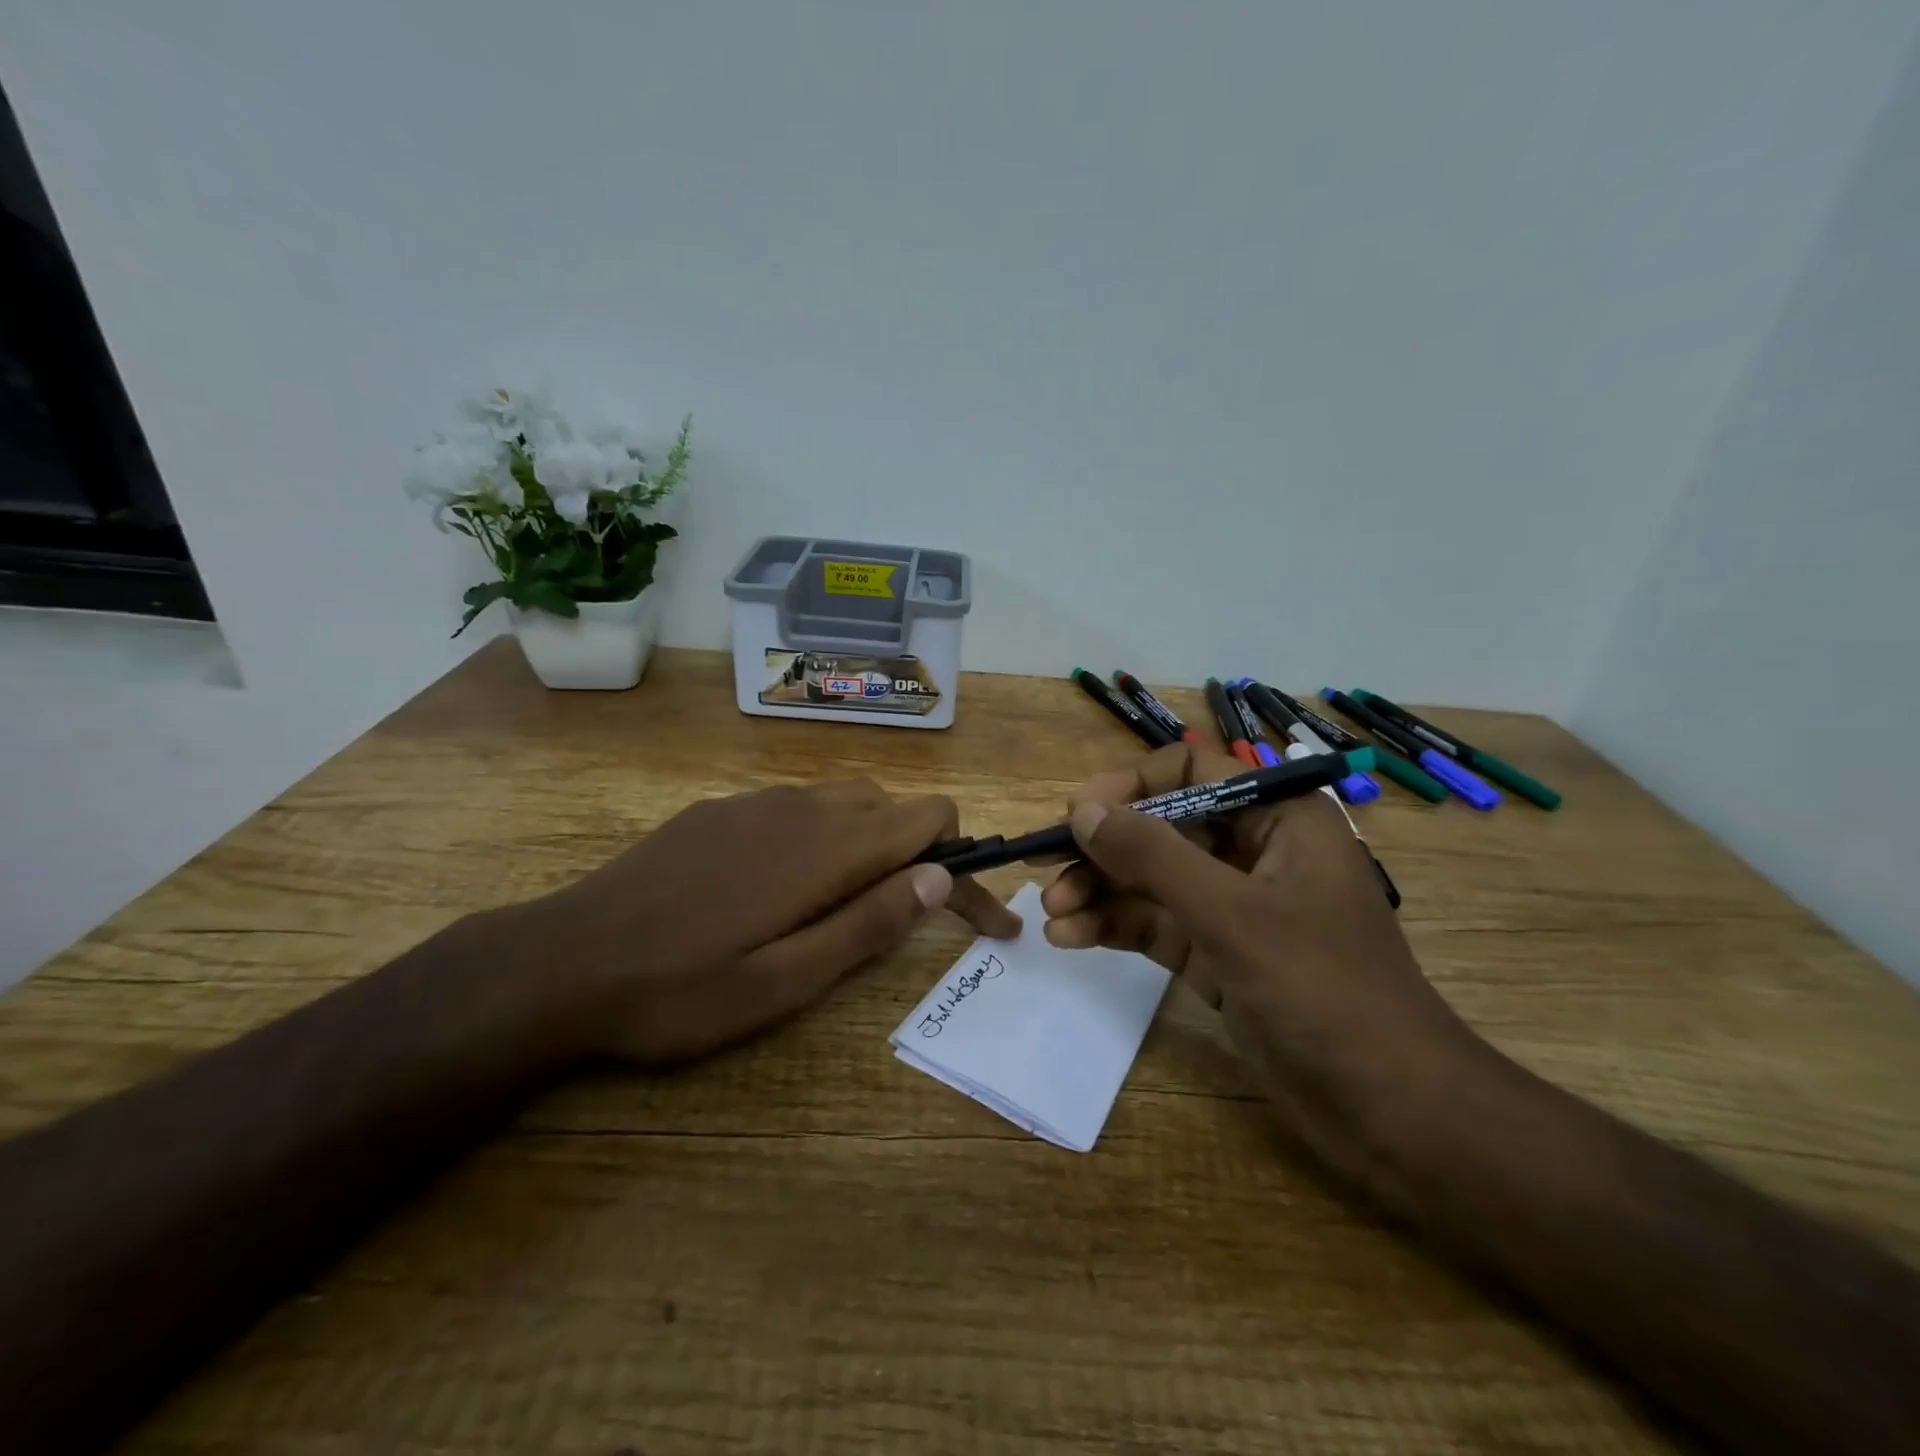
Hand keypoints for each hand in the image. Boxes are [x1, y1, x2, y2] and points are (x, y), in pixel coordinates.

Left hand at [507, 780, 1020, 1063]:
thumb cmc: (681, 990)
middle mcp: (799, 806)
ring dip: (870, 843)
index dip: (966, 861)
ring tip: (849, 905)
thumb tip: (937, 876)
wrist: (561, 962)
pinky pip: (796, 806)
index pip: (931, 816)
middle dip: (919, 853)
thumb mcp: (785, 981)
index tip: (984, 920)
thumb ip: (869, 922)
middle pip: (892, 805)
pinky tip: (783, 886)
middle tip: (907, 917)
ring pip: (844, 801)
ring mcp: (754, 801)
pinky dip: (822, 835)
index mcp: (826, 846)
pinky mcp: (719, 809)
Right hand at [1041, 744, 1484, 1191]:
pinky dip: (1116, 927)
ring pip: (1153, 880)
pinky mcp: (1220, 956)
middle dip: (1105, 850)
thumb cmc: (1325, 993)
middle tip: (1048, 872)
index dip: (1131, 786)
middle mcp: (1255, 853)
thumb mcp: (1232, 916)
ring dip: (1101, 892)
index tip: (1078, 814)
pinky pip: (1157, 925)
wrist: (1394, 1115)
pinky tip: (1073, 938)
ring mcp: (1235, 908)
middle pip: (1162, 829)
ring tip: (1054, 914)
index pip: (1192, 773)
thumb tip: (1082, 810)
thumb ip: (1153, 857)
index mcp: (1279, 819)